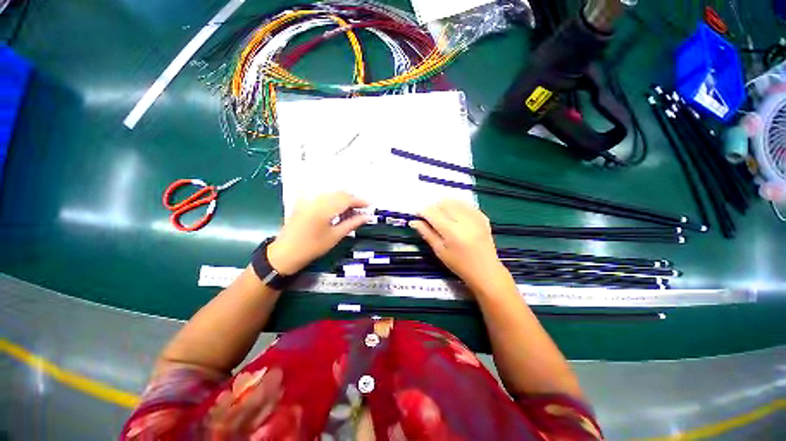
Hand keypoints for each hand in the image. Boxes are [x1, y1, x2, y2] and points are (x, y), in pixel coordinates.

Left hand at [267, 191, 370, 274]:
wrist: (285, 253)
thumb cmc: (312, 248)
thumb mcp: (335, 237)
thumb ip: (352, 224)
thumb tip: (367, 217)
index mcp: (324, 208)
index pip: (347, 199)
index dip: (360, 201)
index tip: (370, 205)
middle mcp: (316, 200)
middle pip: (339, 193)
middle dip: (352, 199)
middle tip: (361, 209)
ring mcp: (308, 200)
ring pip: (331, 193)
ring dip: (343, 199)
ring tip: (350, 210)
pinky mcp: (303, 202)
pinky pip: (322, 196)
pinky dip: (332, 199)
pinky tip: (335, 207)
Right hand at [410, 200, 506, 289]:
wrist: (486, 271)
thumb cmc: (459, 265)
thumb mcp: (440, 251)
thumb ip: (427, 233)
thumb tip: (414, 221)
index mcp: (452, 232)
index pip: (433, 213)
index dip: (422, 211)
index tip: (418, 215)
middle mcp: (464, 221)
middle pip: (444, 203)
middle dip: (433, 207)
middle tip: (430, 217)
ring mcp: (475, 217)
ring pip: (455, 201)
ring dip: (445, 205)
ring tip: (441, 215)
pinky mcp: (483, 217)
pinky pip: (466, 204)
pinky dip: (457, 206)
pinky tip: (454, 214)